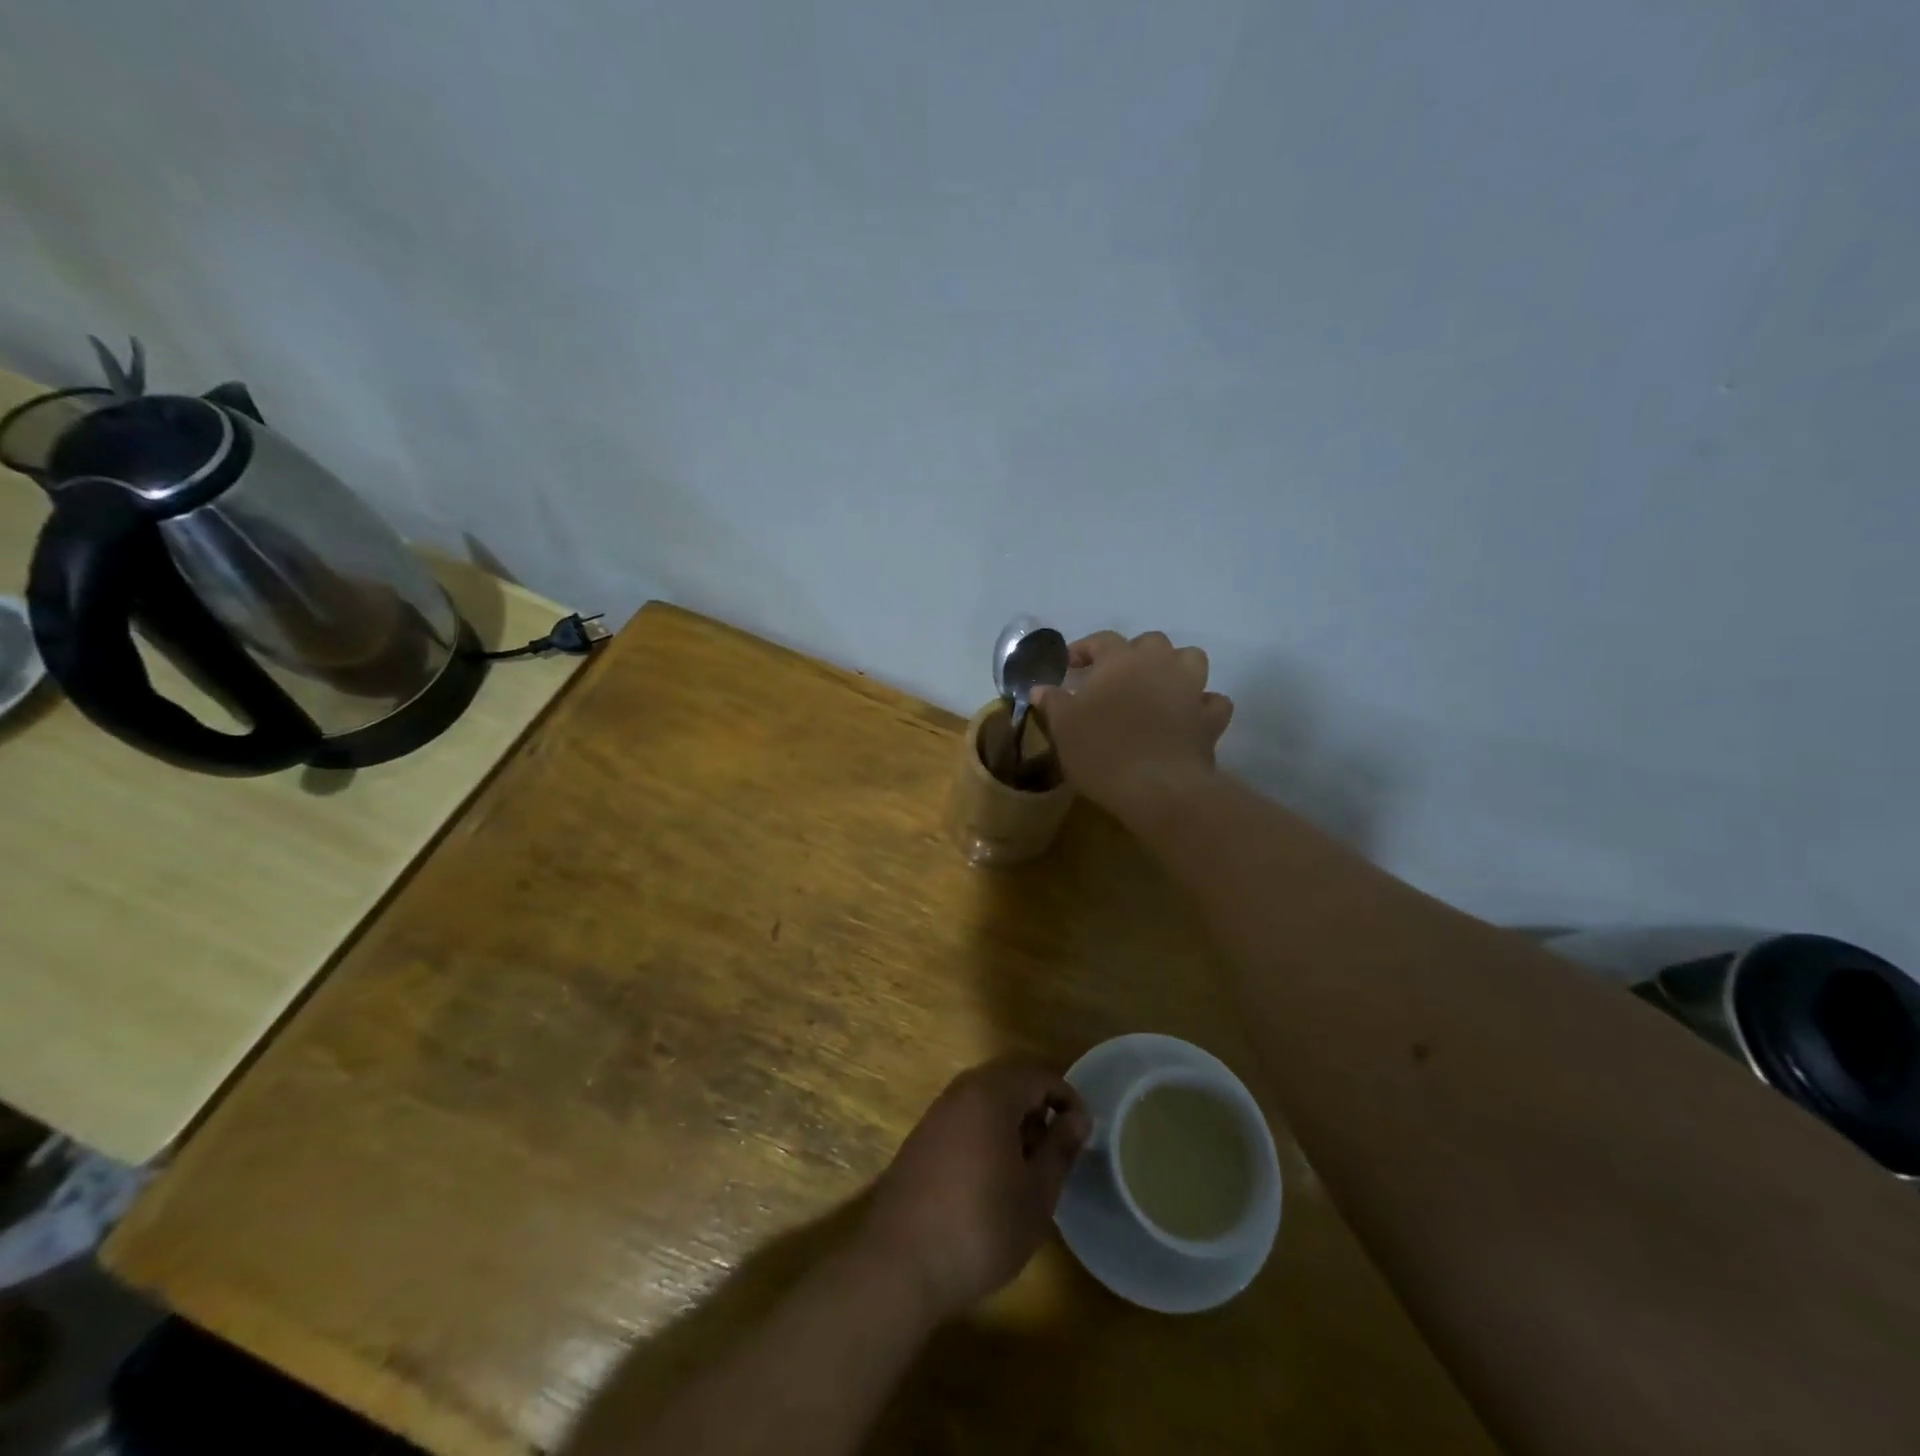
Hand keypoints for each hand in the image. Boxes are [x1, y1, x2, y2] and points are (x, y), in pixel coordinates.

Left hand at [860, 1059, 1089, 1320]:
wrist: (899, 1263)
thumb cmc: (981, 1227)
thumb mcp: (1037, 1194)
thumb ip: (1060, 1148)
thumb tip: (1078, 1118)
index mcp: (992, 1093)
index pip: (1039, 1074)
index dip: (1068, 1098)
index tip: (1083, 1134)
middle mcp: (962, 1090)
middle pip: (1011, 1079)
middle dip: (1039, 1105)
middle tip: (1056, 1149)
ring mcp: (938, 1112)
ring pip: (987, 1097)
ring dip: (1014, 1119)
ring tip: (1028, 1167)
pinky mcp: (923, 1136)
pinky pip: (966, 1115)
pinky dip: (988, 1130)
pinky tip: (993, 1176)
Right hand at [1030, 631, 1232, 823]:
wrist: (1157, 787)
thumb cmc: (1102, 750)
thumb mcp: (1063, 727)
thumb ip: (1053, 702)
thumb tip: (1041, 688)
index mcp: (1120, 659)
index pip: (1101, 640)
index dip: (1084, 649)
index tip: (1070, 665)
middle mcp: (1159, 664)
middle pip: (1151, 643)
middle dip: (1133, 654)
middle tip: (1115, 677)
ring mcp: (1190, 689)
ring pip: (1190, 659)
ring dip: (1175, 667)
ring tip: (1157, 686)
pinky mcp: (1210, 719)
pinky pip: (1212, 702)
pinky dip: (1201, 705)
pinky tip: (1188, 717)